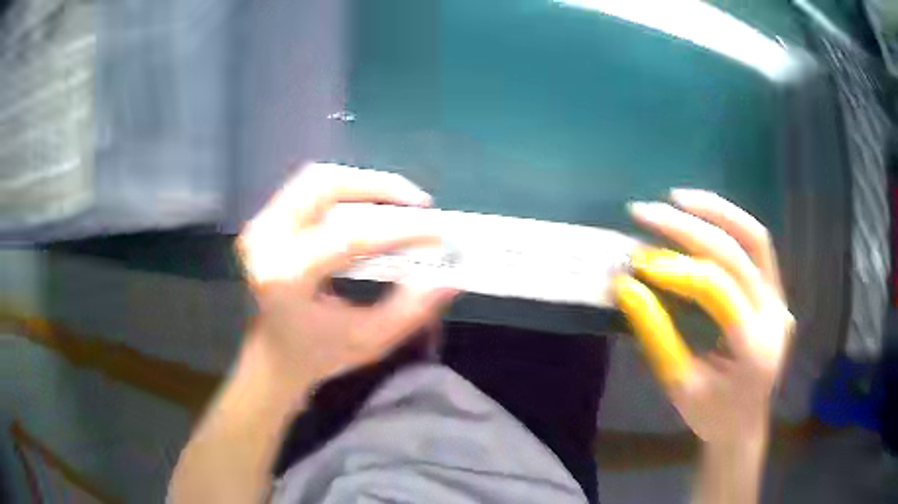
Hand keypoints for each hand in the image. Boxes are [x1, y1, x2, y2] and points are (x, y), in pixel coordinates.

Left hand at [237, 163, 457, 396]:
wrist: (272, 354)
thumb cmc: (318, 354)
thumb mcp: (370, 341)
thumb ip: (411, 310)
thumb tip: (450, 277)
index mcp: (285, 279)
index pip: (349, 237)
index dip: (400, 229)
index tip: (440, 230)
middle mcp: (265, 242)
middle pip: (324, 186)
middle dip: (379, 187)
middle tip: (418, 205)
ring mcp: (260, 226)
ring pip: (317, 179)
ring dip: (363, 184)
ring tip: (399, 204)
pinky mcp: (264, 220)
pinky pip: (309, 188)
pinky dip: (346, 190)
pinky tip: (370, 208)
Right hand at [624, 189, 793, 444]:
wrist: (744, 422)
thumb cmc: (711, 413)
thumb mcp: (678, 384)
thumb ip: (655, 334)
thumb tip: (626, 286)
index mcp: (753, 348)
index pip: (718, 291)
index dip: (678, 270)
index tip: (640, 263)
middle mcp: (774, 314)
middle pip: (738, 254)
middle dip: (690, 229)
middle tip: (648, 214)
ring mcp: (779, 298)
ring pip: (755, 238)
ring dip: (716, 212)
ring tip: (677, 199)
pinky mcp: (776, 290)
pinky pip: (757, 246)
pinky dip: (730, 224)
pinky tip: (703, 215)